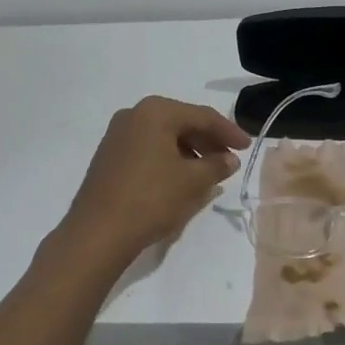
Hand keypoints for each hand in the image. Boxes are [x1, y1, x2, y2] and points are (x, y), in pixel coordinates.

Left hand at [55, 96, 251, 265]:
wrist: (97, 232)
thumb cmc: (150, 199)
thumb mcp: (192, 182)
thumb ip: (216, 165)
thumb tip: (229, 159)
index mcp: (156, 111)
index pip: (202, 116)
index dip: (228, 132)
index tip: (247, 147)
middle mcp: (134, 114)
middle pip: (181, 122)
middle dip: (208, 141)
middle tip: (229, 160)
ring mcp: (117, 134)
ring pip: (164, 136)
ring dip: (189, 152)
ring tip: (208, 173)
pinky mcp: (109, 155)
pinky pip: (148, 148)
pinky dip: (168, 158)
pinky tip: (180, 179)